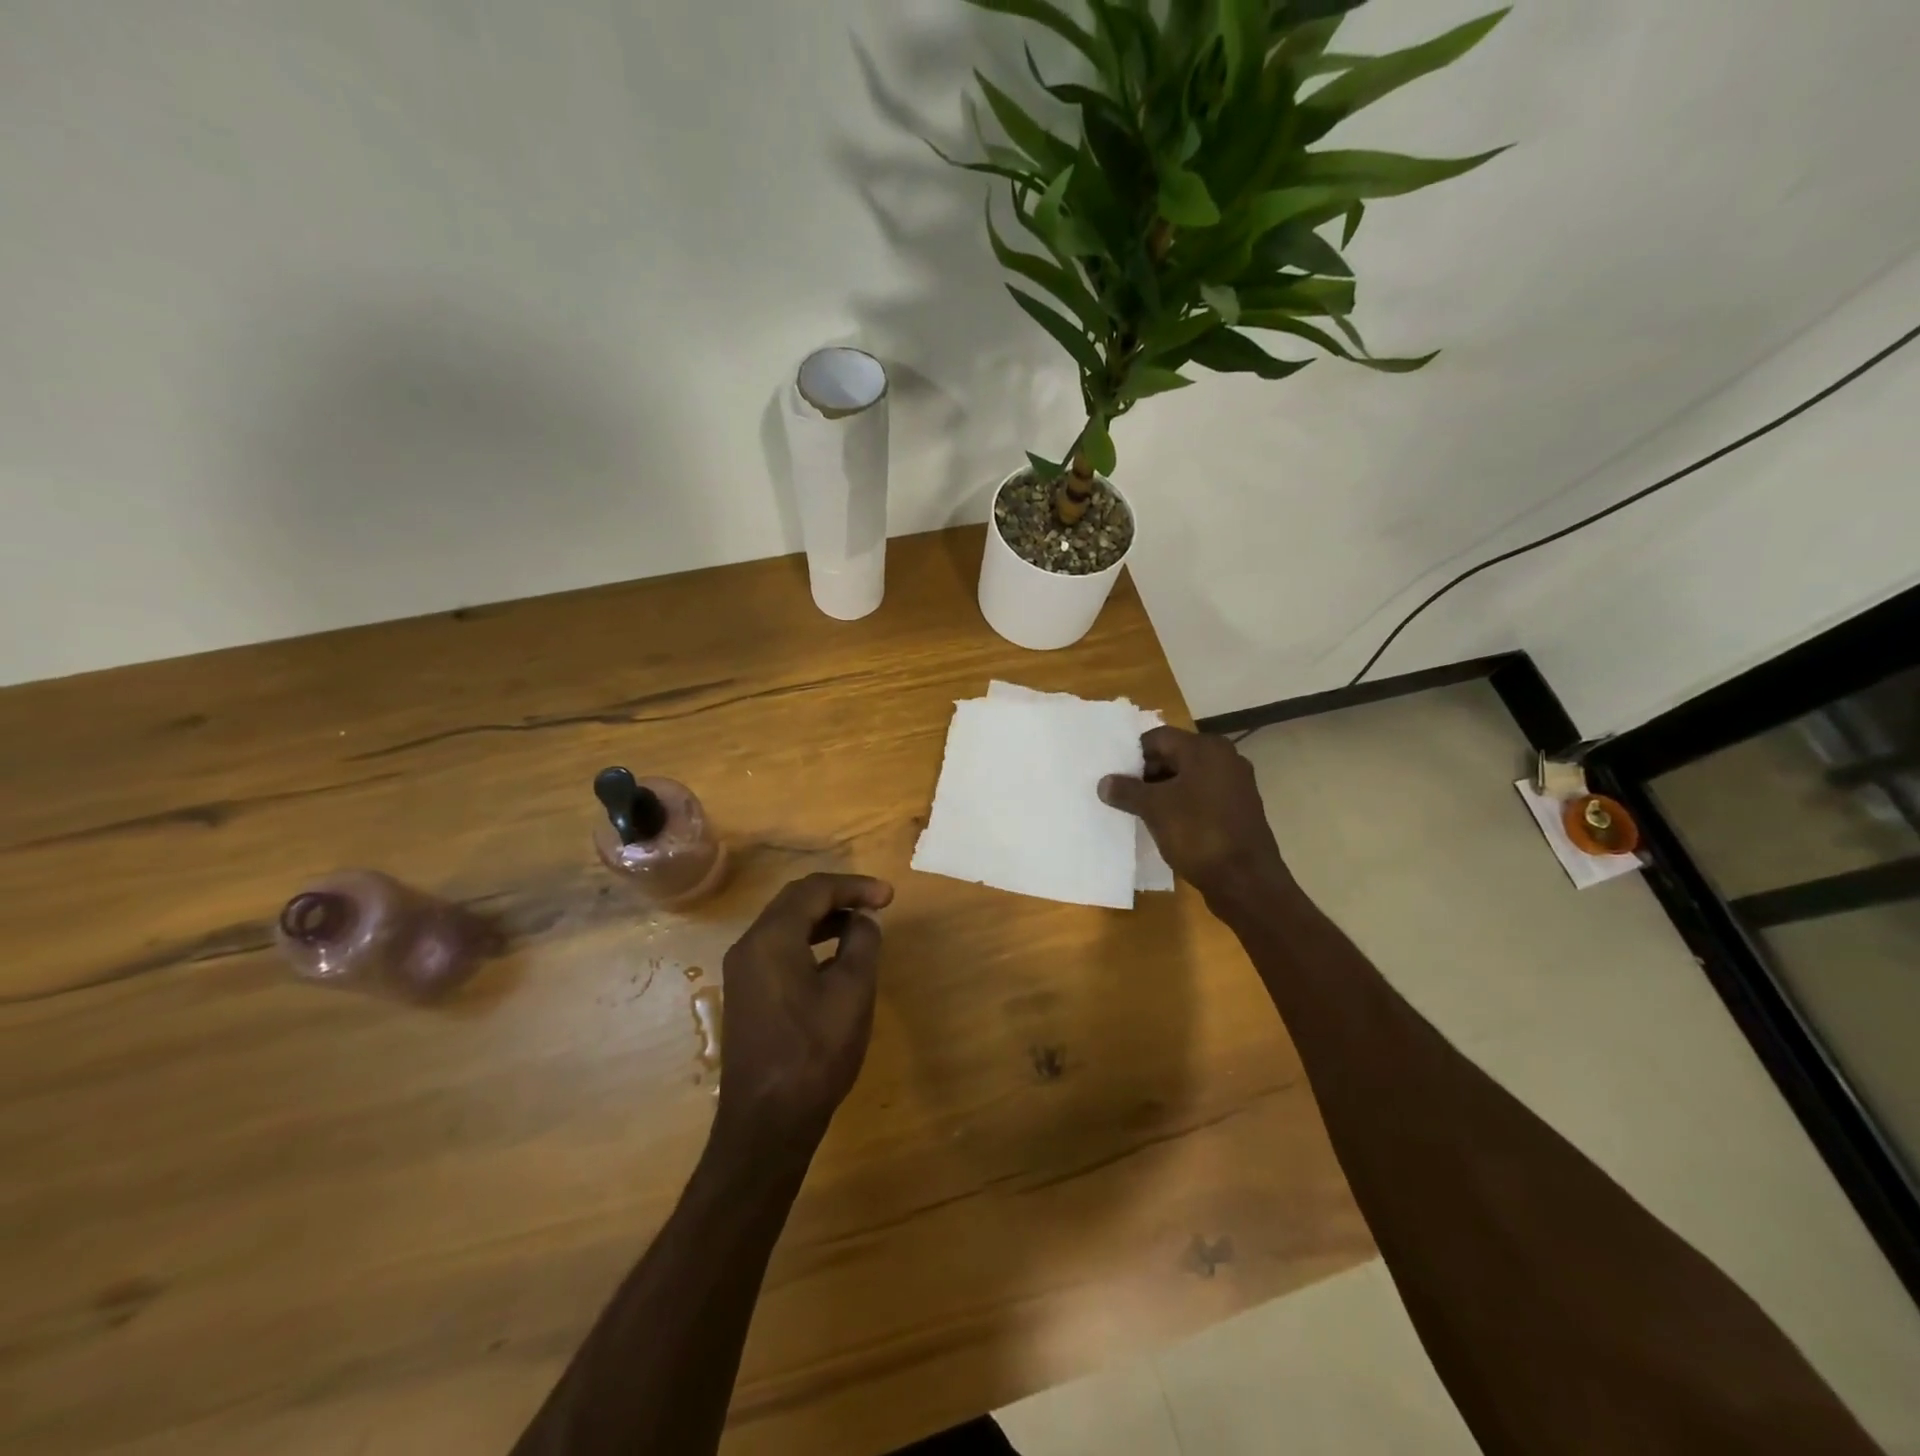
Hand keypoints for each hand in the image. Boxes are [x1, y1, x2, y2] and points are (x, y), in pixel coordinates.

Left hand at [715, 873, 893, 1154]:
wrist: (767, 1122)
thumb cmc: (815, 1052)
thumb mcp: (852, 992)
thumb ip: (862, 943)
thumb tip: (864, 919)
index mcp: (772, 938)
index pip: (814, 890)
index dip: (854, 887)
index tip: (889, 897)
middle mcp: (749, 945)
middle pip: (794, 901)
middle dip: (837, 896)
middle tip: (876, 904)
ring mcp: (743, 971)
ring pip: (785, 924)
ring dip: (823, 917)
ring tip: (860, 926)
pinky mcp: (746, 994)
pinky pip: (778, 948)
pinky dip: (808, 940)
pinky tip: (834, 958)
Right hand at [1099, 727, 1288, 908]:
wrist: (1245, 880)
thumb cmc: (1198, 833)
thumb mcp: (1154, 809)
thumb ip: (1126, 791)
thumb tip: (1104, 782)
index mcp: (1205, 748)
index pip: (1158, 738)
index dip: (1133, 755)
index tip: (1114, 776)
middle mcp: (1225, 758)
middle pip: (1174, 755)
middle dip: (1146, 773)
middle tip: (1123, 794)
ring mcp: (1235, 784)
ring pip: (1188, 777)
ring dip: (1163, 791)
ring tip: (1139, 810)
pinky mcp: (1239, 808)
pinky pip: (1202, 796)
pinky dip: (1182, 804)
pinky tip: (1165, 824)